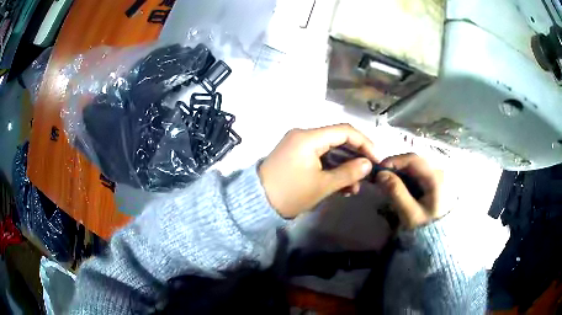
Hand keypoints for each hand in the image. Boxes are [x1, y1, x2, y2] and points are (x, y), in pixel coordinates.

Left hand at [259, 124, 376, 217]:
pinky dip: (331, 169)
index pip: (344, 131)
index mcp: (309, 137)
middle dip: (355, 157)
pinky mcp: (295, 155)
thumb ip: (348, 173)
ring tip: (354, 187)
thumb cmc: (289, 193)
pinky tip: (341, 185)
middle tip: (367, 175)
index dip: (364, 143)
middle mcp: (303, 135)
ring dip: (344, 167)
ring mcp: (298, 145)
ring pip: (329, 151)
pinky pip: (319, 157)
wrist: (255, 203)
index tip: (377, 159)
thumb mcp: (322, 185)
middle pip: (338, 140)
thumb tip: (368, 164)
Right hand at [376, 153, 446, 228]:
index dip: (394, 161)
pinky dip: (407, 177)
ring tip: (388, 182)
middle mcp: (438, 172)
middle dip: (396, 166)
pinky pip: (419, 174)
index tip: (378, 170)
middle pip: (414, 161)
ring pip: (416, 167)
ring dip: (400, 172)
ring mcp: (437, 177)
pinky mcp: (435, 183)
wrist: (439, 240)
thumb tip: (381, 174)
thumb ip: (396, 192)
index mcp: (435, 178)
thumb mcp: (409, 214)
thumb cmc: (425, 228)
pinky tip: (400, 187)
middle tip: (381, 177)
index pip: (413, 159)